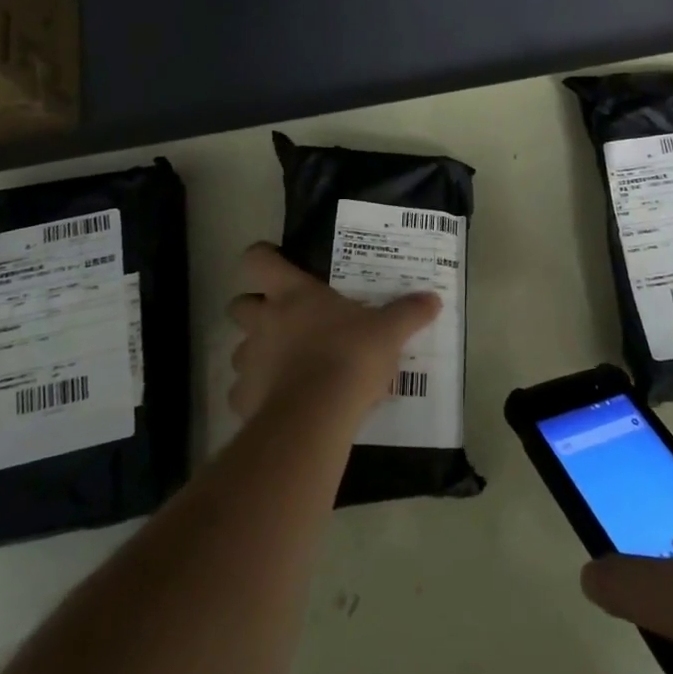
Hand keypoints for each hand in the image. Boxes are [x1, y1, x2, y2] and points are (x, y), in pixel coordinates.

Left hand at [226, 243, 439, 422]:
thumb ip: (408, 312)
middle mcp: (264, 321)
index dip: (263, 257)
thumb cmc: (349, 356)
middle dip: (254, 309)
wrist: (316, 415)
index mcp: (291, 293)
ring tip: (283, 365)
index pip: (257, 259)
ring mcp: (249, 360)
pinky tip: (280, 402)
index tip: (276, 263)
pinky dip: (256, 394)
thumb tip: (434, 299)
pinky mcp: (244, 399)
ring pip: (238, 348)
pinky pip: (242, 392)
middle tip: (281, 319)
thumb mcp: (388, 331)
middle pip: (239, 304)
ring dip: (256, 352)